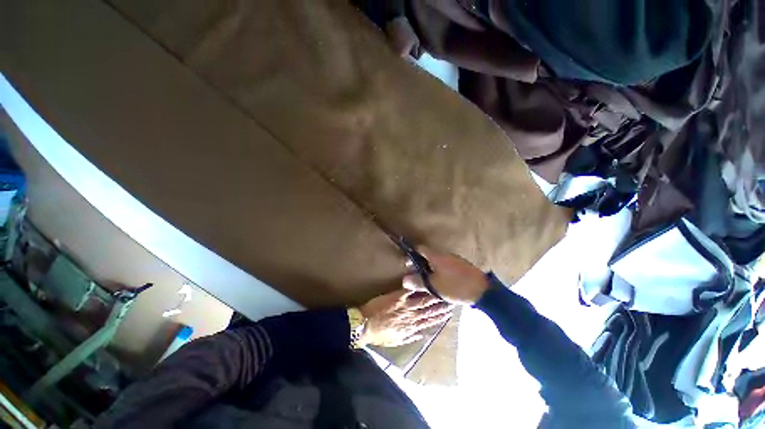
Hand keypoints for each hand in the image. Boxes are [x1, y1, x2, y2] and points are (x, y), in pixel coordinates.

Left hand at [357, 289, 452, 346]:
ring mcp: (404, 307)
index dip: (439, 318)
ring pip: (423, 302)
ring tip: (443, 294)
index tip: (448, 314)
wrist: (364, 326)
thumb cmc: (379, 334)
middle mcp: (411, 318)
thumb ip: (410, 337)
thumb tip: (422, 334)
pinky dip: (417, 288)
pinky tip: (424, 283)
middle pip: (429, 312)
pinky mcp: (397, 298)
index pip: (428, 323)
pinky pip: (409, 292)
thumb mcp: (396, 341)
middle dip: (441, 307)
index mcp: (410, 328)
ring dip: (434, 299)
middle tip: (451, 302)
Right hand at [403, 247, 489, 304]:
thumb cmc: (456, 287)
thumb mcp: (434, 286)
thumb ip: (418, 282)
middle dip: (420, 265)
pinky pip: (445, 265)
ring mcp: (454, 259)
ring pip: (436, 261)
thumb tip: (405, 280)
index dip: (411, 255)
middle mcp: (445, 254)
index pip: (420, 248)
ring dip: (429, 269)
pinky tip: (440, 283)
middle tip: (417, 278)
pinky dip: (439, 271)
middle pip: (427, 255)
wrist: (484, 291)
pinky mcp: (461, 266)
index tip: (408, 266)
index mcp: (436, 256)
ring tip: (428, 282)